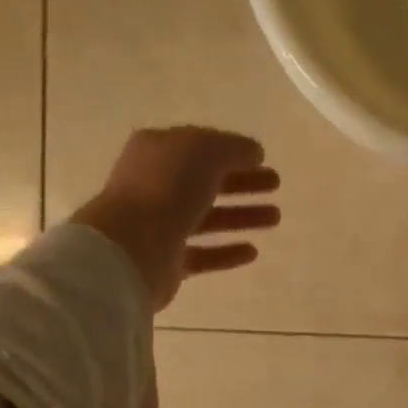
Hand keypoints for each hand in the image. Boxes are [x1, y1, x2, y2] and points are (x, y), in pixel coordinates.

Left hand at [71, 127, 280, 310]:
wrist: (131, 247)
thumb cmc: (167, 188)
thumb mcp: (205, 152)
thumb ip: (233, 148)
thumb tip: (253, 152)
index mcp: (157, 152)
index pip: (200, 147)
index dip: (232, 151)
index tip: (263, 160)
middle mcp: (154, 185)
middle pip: (206, 182)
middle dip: (243, 182)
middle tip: (275, 185)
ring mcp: (158, 225)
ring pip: (208, 217)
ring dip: (241, 216)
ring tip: (275, 218)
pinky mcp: (166, 260)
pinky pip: (203, 254)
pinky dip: (227, 251)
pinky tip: (253, 251)